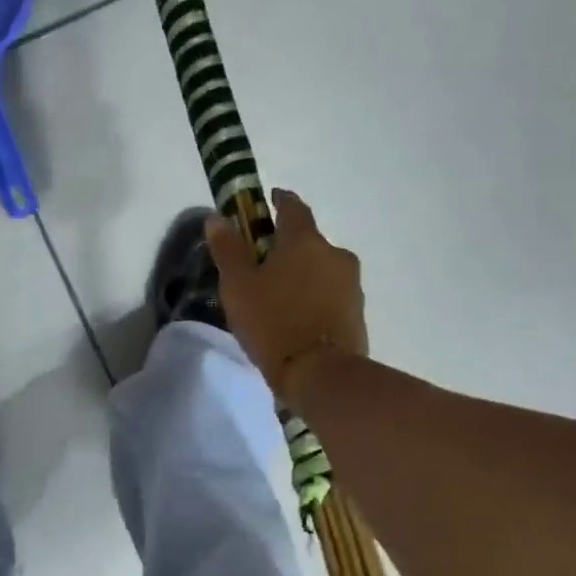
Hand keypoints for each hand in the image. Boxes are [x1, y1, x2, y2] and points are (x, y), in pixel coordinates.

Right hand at [206, 188, 367, 403]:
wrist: (320, 374)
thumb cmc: (272, 322)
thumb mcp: (238, 286)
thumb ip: (228, 250)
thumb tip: (217, 218)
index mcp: (305, 241)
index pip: (293, 207)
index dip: (279, 201)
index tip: (267, 202)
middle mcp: (335, 254)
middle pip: (308, 241)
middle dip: (287, 247)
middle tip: (263, 264)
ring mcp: (352, 285)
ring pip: (321, 269)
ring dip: (303, 275)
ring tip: (279, 297)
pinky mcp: (357, 313)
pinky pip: (330, 296)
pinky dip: (314, 299)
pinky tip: (297, 318)